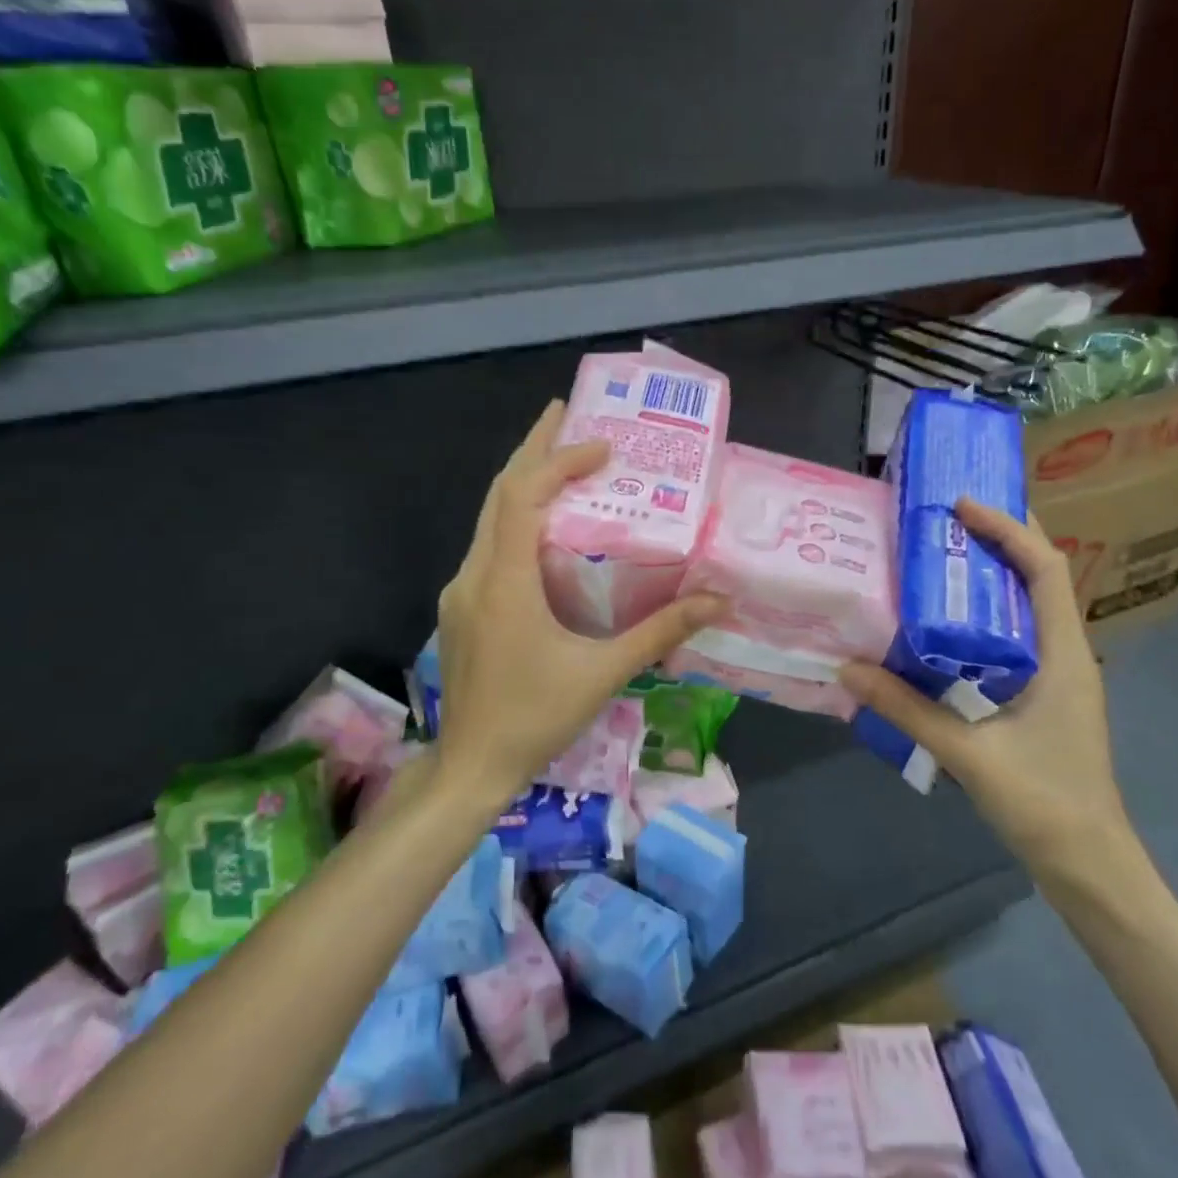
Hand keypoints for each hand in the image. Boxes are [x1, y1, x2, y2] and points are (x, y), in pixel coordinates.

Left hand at [434, 401, 725, 809]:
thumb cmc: (536, 718)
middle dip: (532, 449)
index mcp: (505, 583)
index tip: (602, 446)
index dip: (558, 462)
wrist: (472, 766)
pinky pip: (488, 546)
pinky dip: (516, 519)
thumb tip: (716, 602)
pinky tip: (544, 526)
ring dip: (523, 482)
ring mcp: (462, 591)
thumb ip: (660, 633)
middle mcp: (475, 575)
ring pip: (489, 518)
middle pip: (498, 493)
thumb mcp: (604, 673)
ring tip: (559, 456)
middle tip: (565, 412)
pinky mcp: (463, 607)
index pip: (522, 497)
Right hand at [839, 499, 1137, 896]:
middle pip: (1043, 576)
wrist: (1089, 865)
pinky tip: (949, 622)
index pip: (1046, 569)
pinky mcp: (1044, 695)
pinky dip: (989, 612)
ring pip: (1032, 605)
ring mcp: (1058, 675)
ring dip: (996, 572)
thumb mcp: (968, 754)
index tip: (962, 506)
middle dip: (1004, 537)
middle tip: (951, 516)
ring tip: (945, 554)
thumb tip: (848, 668)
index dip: (1009, 529)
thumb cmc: (1043, 803)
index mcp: (1062, 655)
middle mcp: (1067, 654)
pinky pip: (1019, 635)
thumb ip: (907, 709)